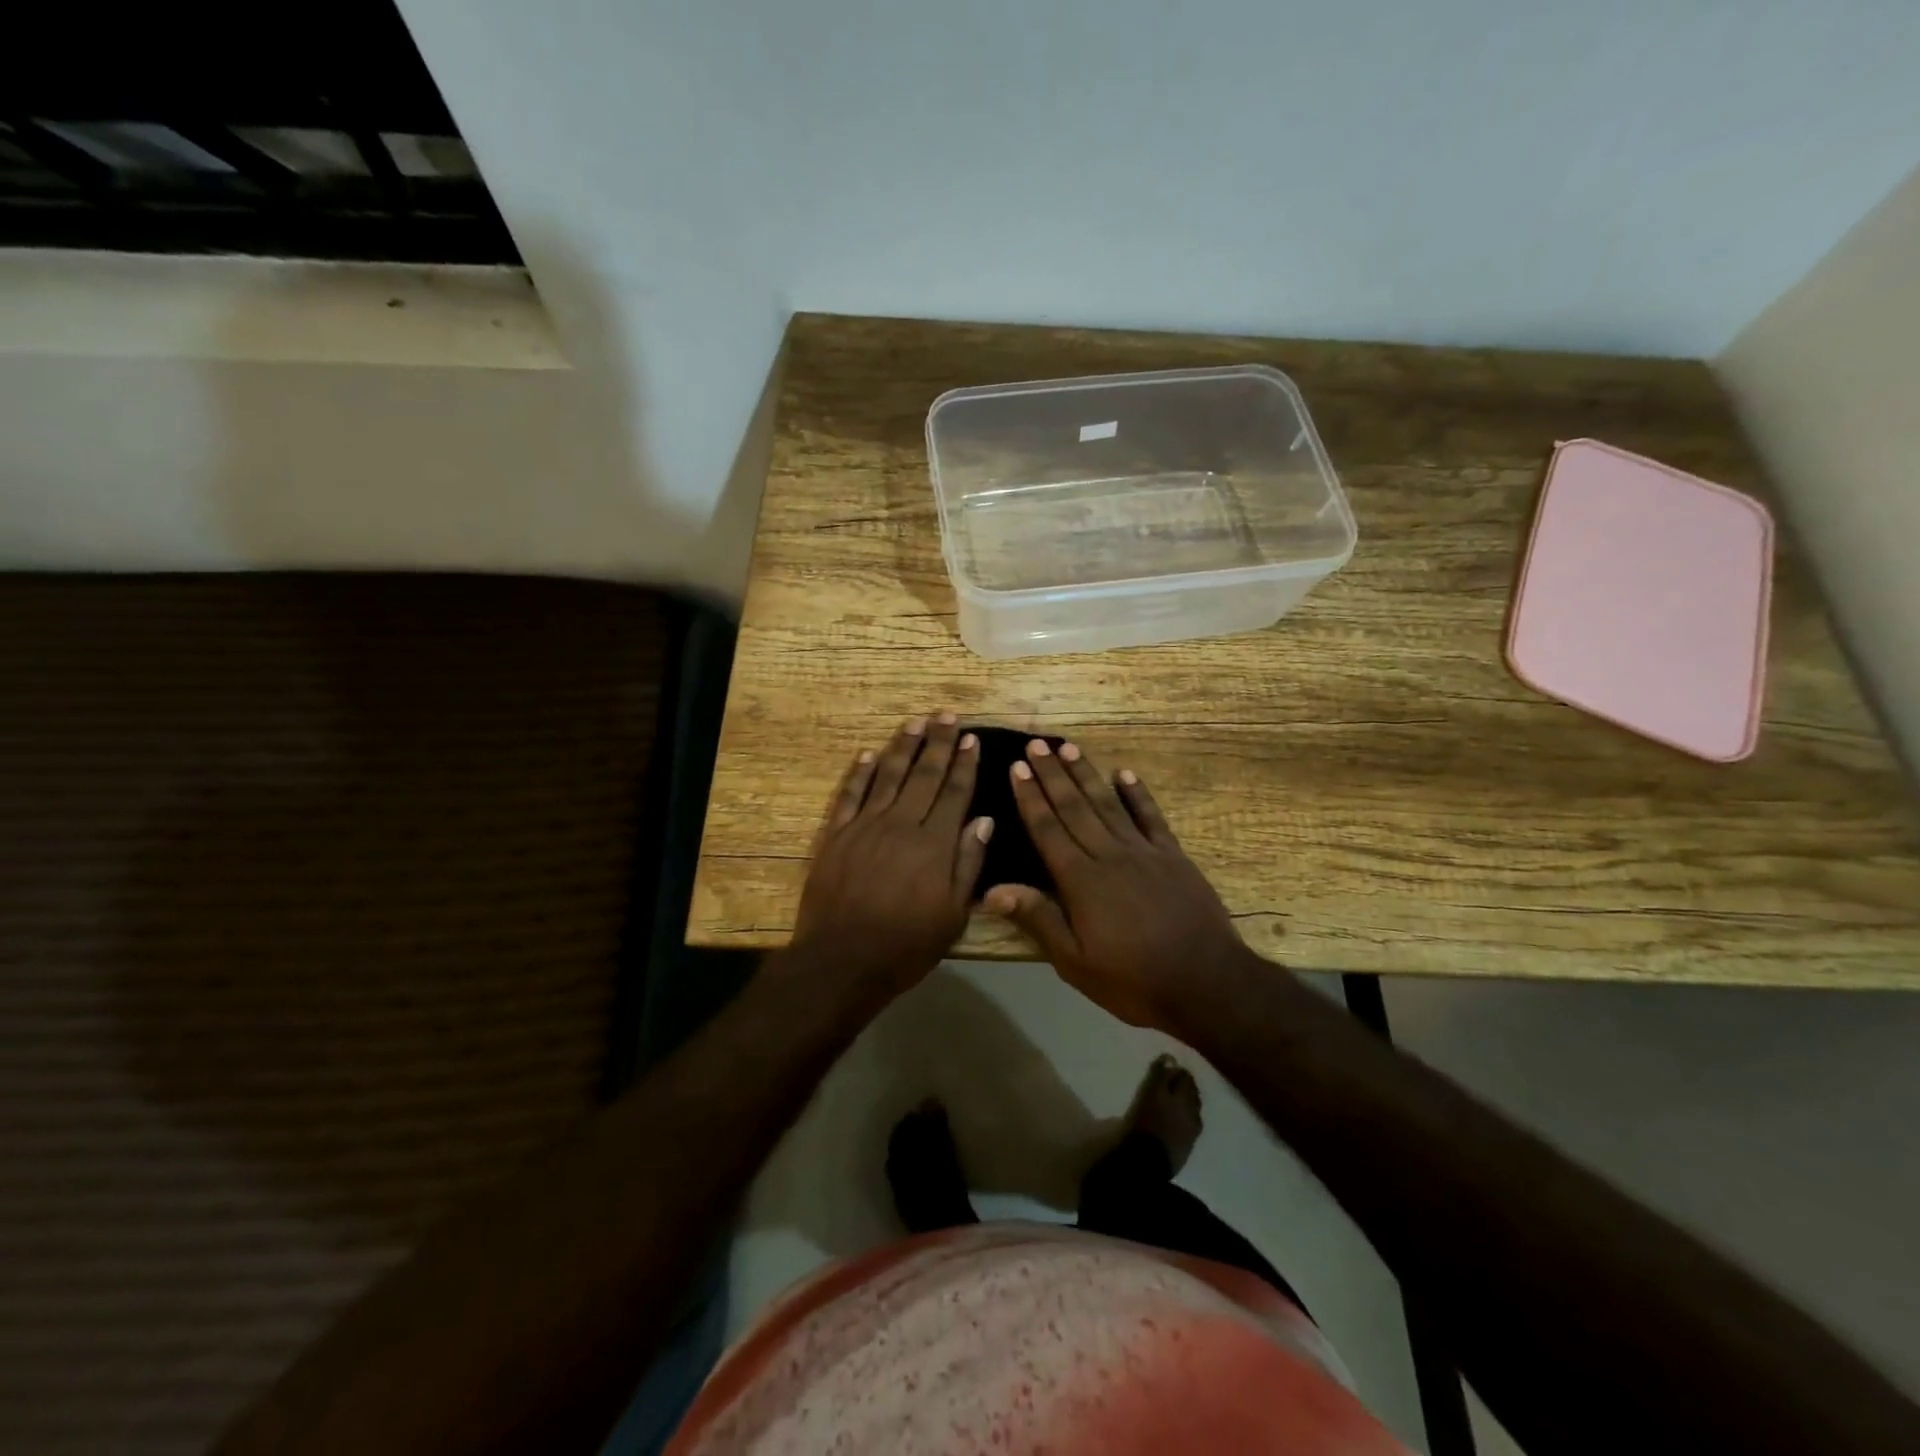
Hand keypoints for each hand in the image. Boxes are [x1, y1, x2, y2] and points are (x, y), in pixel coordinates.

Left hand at [791, 714, 991, 1004]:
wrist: (841, 960)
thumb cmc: (905, 945)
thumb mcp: (953, 915)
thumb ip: (968, 863)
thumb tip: (984, 820)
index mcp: (934, 844)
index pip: (954, 793)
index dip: (964, 764)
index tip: (971, 739)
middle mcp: (901, 824)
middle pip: (924, 775)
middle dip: (938, 743)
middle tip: (947, 715)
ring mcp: (865, 826)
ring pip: (888, 776)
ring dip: (903, 747)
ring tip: (915, 722)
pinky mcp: (836, 835)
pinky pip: (850, 795)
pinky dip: (859, 773)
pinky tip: (868, 754)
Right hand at [983, 740, 1253, 1028]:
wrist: (1206, 982)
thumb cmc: (1133, 979)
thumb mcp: (1075, 962)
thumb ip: (1037, 919)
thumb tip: (992, 890)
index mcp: (1081, 880)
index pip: (1048, 829)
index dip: (1030, 797)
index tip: (1017, 767)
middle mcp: (1109, 855)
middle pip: (1074, 807)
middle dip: (1052, 775)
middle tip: (1035, 744)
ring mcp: (1144, 852)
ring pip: (1108, 804)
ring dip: (1086, 774)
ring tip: (1068, 748)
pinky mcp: (1173, 856)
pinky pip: (1151, 817)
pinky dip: (1138, 794)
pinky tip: (1125, 773)